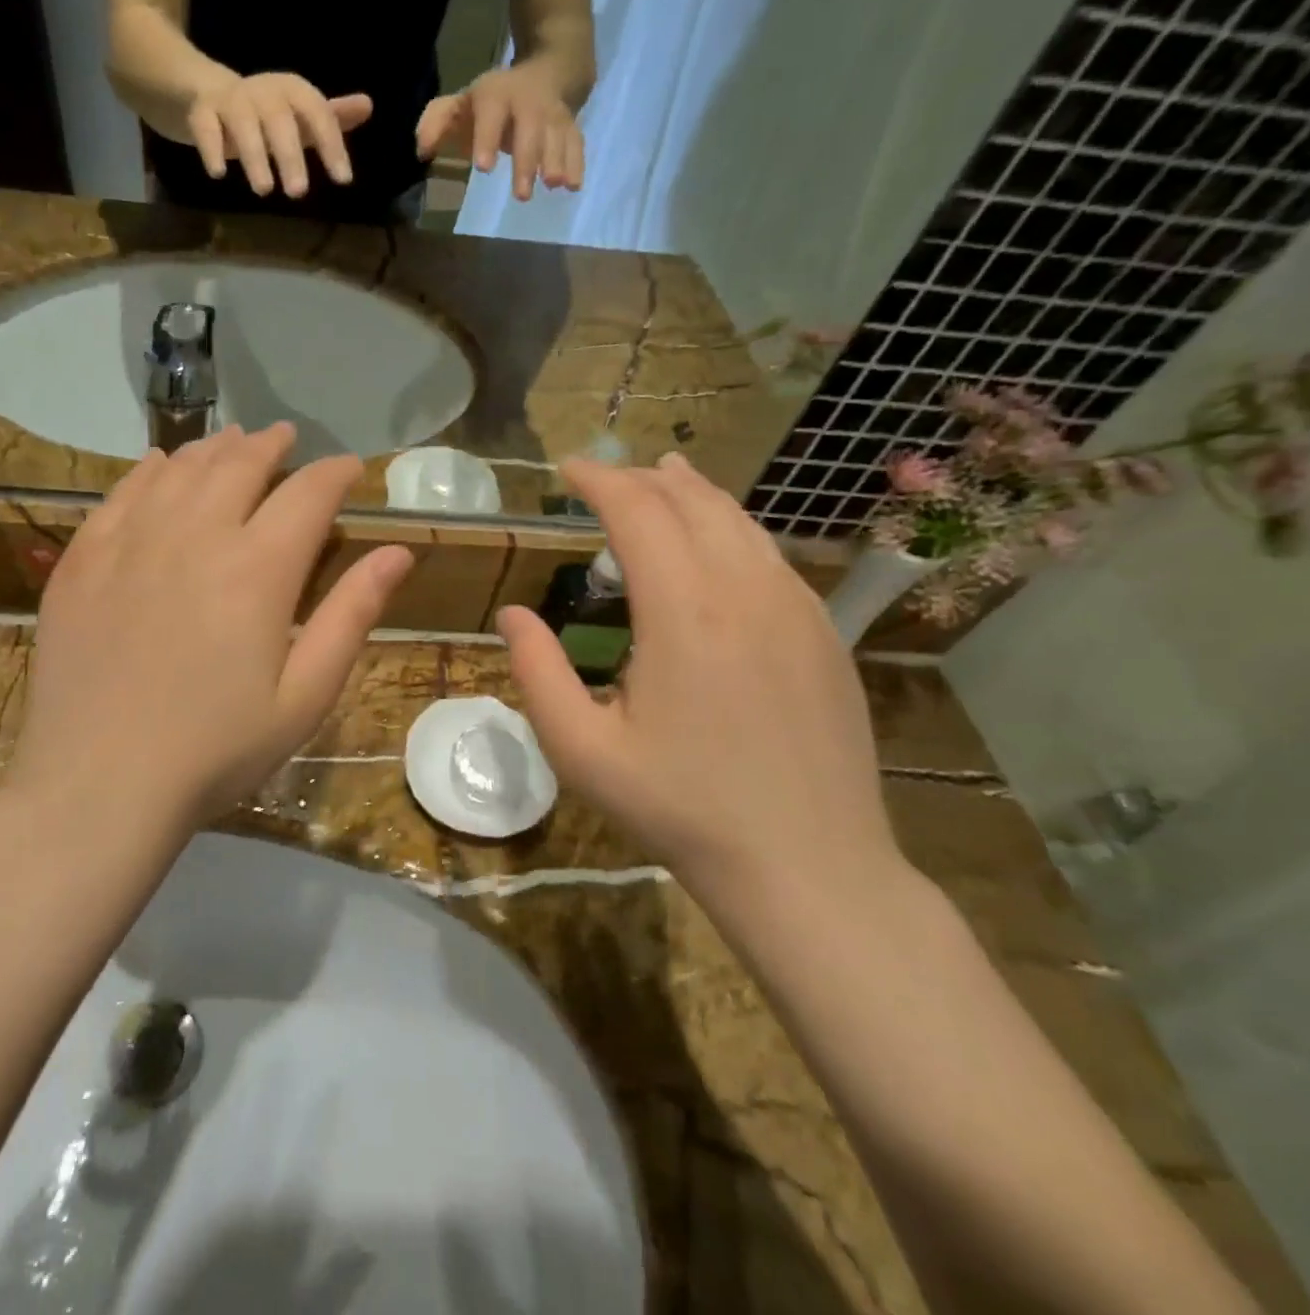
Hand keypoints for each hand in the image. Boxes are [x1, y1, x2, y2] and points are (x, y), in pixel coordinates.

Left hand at [8, 424, 412, 831]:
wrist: (99, 785)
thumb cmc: (217, 750)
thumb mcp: (305, 696)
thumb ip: (351, 616)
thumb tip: (398, 552)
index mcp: (257, 569)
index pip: (308, 494)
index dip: (335, 473)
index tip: (349, 468)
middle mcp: (194, 535)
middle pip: (240, 465)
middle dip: (272, 445)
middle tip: (287, 439)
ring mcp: (130, 542)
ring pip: (181, 469)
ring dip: (215, 448)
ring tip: (234, 441)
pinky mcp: (83, 560)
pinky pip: (122, 493)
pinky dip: (150, 469)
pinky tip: (160, 464)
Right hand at [186, 73, 373, 198]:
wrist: (204, 92)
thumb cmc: (264, 114)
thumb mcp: (298, 115)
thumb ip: (330, 118)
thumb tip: (368, 106)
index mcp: (291, 91)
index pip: (317, 113)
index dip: (331, 144)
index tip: (343, 180)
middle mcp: (263, 91)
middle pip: (280, 120)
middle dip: (290, 155)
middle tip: (299, 194)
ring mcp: (230, 100)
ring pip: (244, 124)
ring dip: (254, 156)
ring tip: (264, 190)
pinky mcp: (201, 112)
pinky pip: (205, 128)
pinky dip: (211, 148)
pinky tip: (218, 174)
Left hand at [416, 62, 584, 201]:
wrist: (549, 69)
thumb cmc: (493, 102)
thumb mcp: (462, 104)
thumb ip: (438, 122)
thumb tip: (421, 151)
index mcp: (496, 96)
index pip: (491, 112)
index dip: (487, 138)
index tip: (483, 168)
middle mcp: (528, 103)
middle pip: (530, 129)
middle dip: (527, 161)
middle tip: (521, 195)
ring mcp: (553, 114)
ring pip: (557, 135)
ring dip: (557, 160)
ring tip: (554, 184)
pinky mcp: (571, 126)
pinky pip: (576, 142)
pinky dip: (577, 163)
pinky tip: (574, 186)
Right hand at [498, 454, 897, 900]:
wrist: (808, 867)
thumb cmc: (680, 810)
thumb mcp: (582, 751)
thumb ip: (537, 672)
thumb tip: (513, 614)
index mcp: (683, 613)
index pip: (638, 512)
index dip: (598, 481)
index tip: (567, 470)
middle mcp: (745, 591)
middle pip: (691, 501)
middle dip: (640, 478)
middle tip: (602, 478)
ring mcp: (796, 609)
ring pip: (739, 521)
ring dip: (691, 492)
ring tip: (660, 478)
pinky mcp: (824, 633)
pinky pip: (770, 555)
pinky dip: (732, 527)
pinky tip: (718, 539)